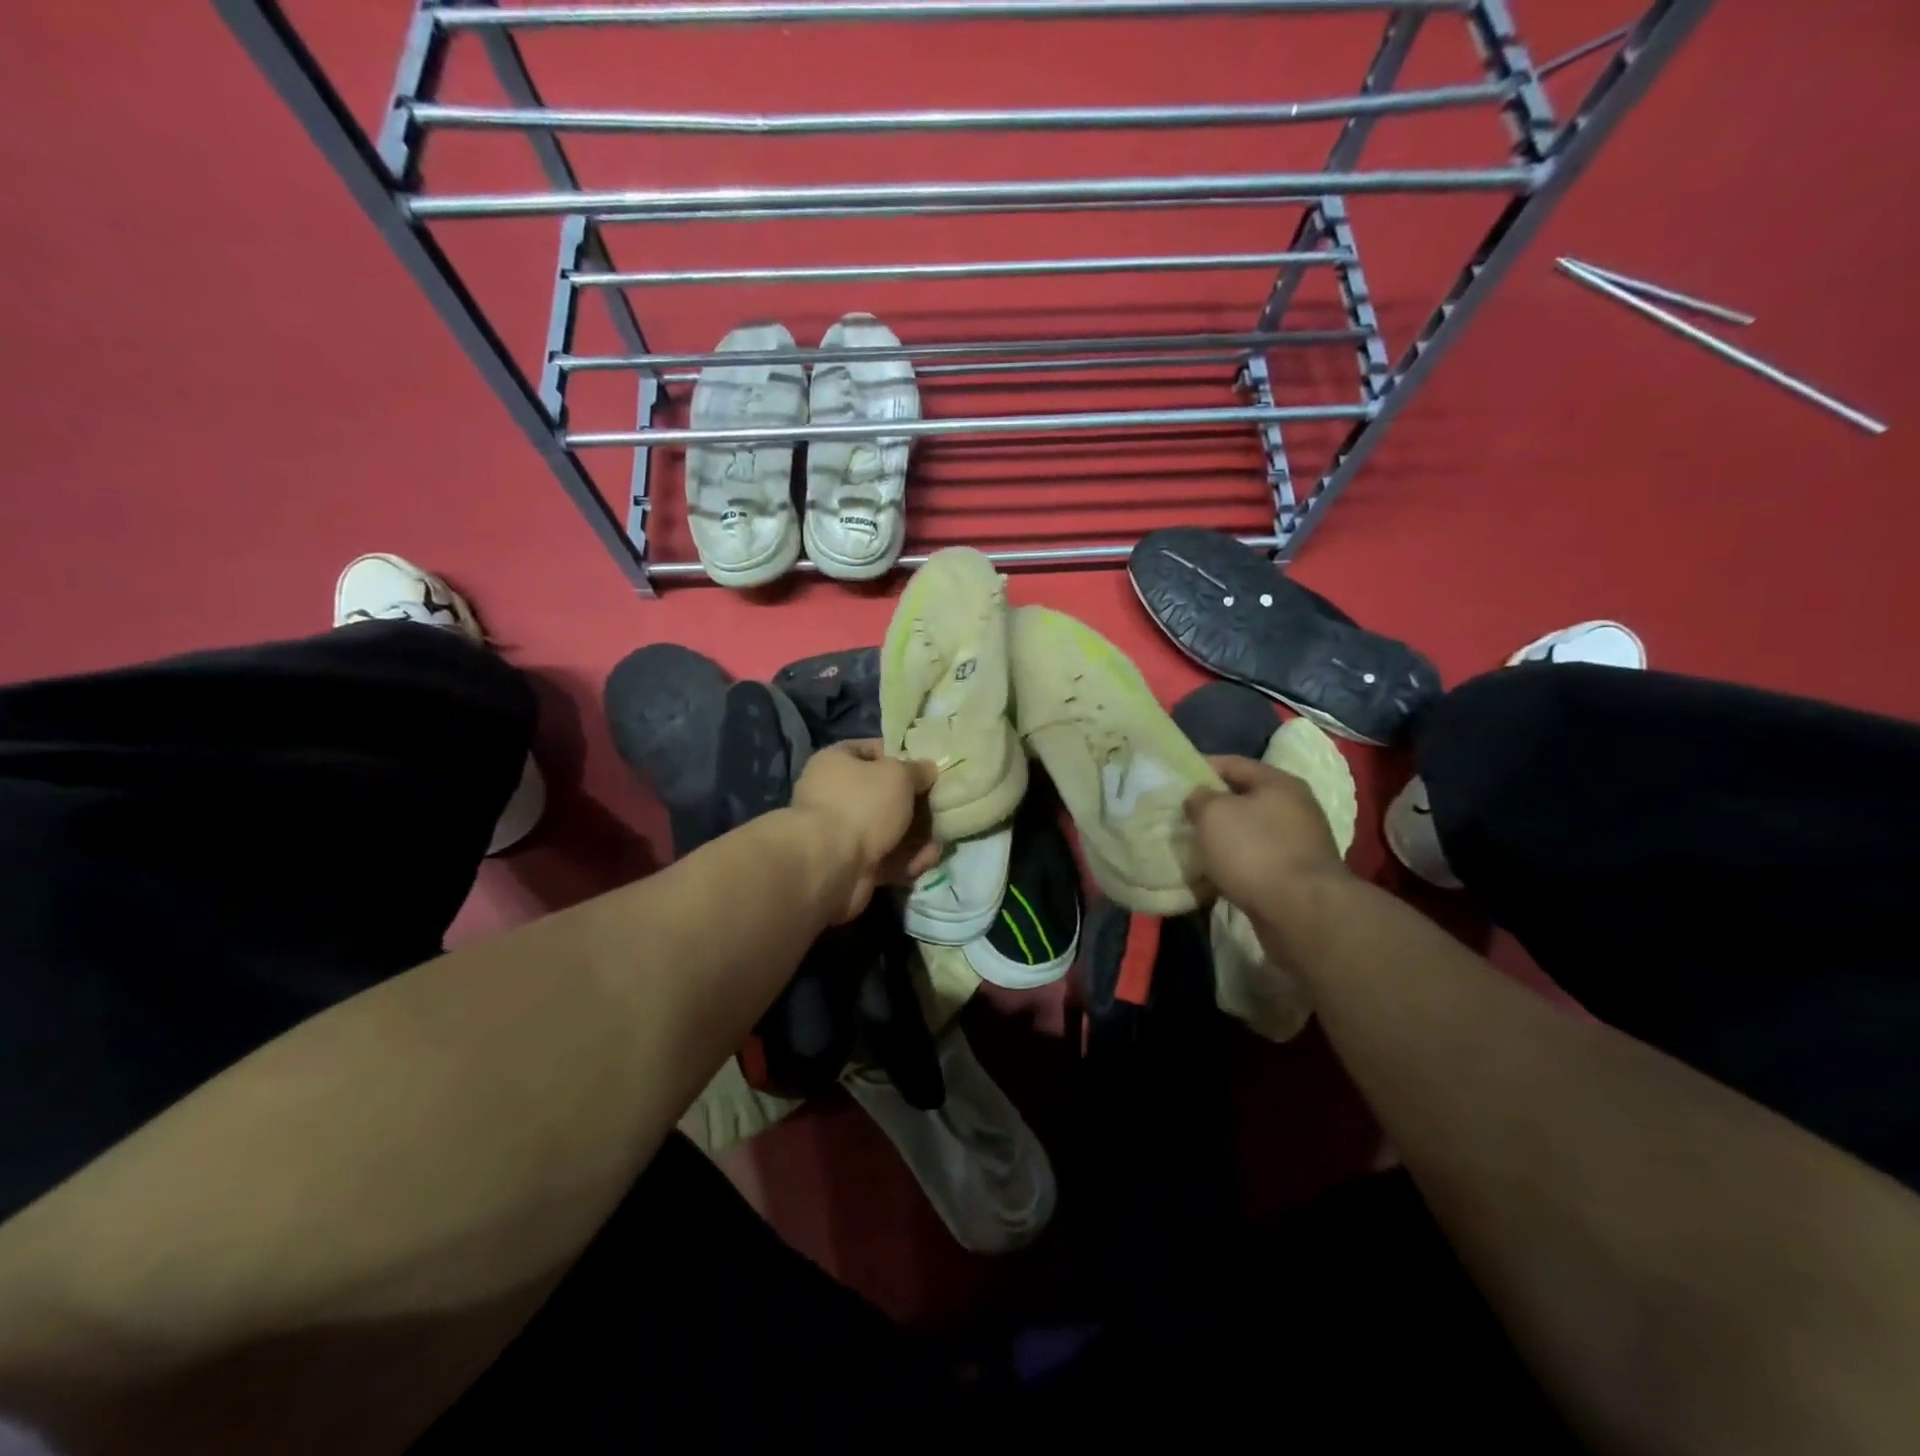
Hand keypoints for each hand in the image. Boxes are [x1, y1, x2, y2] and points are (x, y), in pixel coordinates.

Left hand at [792, 741, 940, 922]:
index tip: (928, 767)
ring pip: (887, 829)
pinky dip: (906, 859)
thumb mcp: (898, 775)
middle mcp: (834, 794)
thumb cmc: (861, 804)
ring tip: (940, 839)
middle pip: (883, 794)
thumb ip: (917, 770)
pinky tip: (927, 860)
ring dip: (915, 835)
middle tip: (941, 806)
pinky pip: (885, 857)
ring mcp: (841, 832)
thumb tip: (927, 770)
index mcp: (836, 762)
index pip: (872, 750)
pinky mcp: (851, 864)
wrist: (829, 864)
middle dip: (914, 803)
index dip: (901, 756)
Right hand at [1185, 755, 1347, 918]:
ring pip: (1250, 832)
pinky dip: (1236, 864)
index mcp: (1279, 783)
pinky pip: (1257, 860)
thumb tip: (1200, 798)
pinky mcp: (1297, 875)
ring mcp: (1300, 843)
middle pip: (1243, 798)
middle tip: (1182, 815)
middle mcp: (1295, 807)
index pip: (1233, 763)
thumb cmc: (1254, 851)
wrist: (1301, 912)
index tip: (1175, 780)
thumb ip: (1200, 798)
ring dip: (1223, 838)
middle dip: (1212, 806)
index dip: (1201, 767)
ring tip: (1194, 846)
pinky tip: (1215, 874)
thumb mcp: (1214, 814)